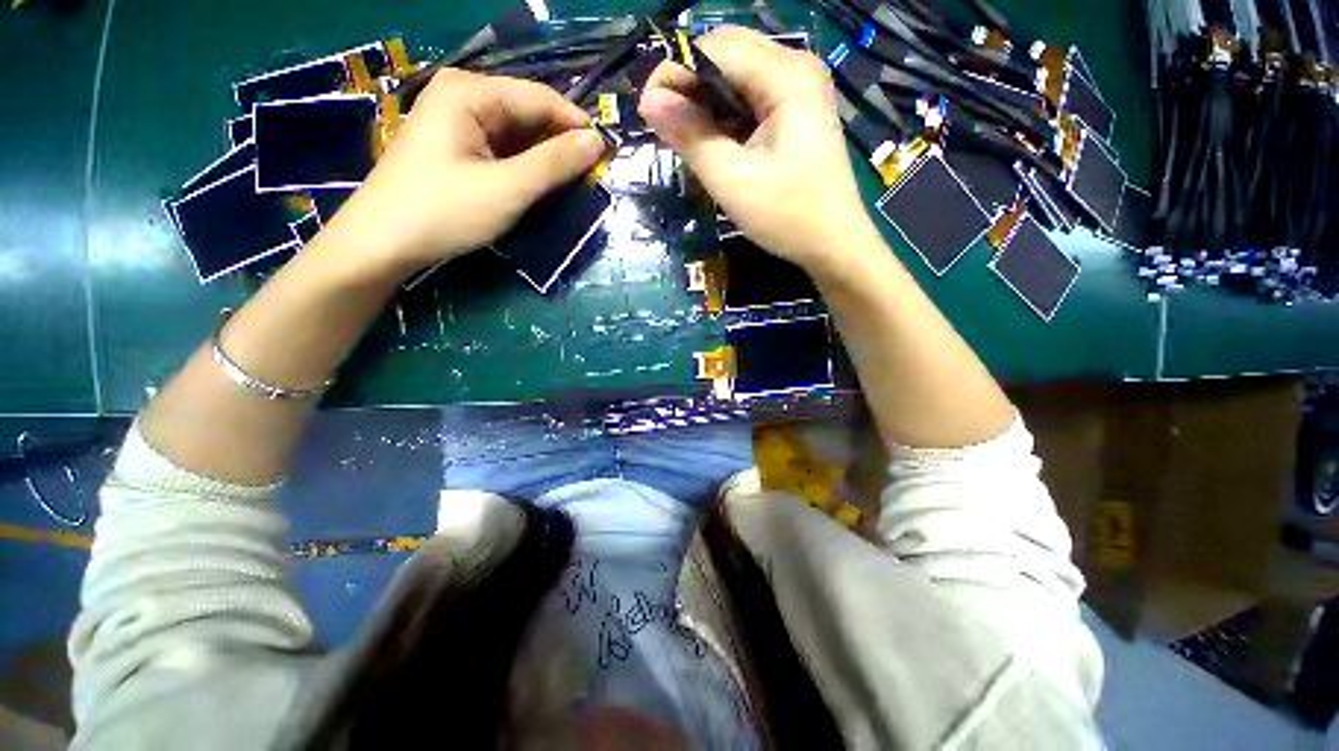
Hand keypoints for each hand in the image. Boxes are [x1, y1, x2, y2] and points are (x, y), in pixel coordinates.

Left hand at [326, 68, 607, 278]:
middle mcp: (464, 95)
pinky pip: (503, 149)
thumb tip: (598, 140)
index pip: (541, 98)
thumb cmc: (444, 211)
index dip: (577, 125)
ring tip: (572, 184)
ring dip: (545, 158)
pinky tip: (539, 185)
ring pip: (518, 134)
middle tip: (591, 176)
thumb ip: (555, 163)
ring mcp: (457, 121)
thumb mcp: (508, 188)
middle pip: (529, 114)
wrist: (383, 241)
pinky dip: (525, 167)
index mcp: (471, 91)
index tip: (607, 155)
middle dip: (560, 144)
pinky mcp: (457, 146)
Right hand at [639, 26, 877, 273]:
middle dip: (689, 82)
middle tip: (666, 125)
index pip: (714, 49)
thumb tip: (648, 101)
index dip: (673, 72)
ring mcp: (800, 87)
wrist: (833, 243)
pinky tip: (715, 139)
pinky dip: (726, 112)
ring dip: (706, 98)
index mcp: (785, 75)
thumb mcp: (732, 181)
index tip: (647, 111)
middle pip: (726, 52)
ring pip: (737, 73)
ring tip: (686, 136)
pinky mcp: (798, 109)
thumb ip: (690, 137)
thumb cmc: (786, 216)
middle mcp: (796, 66)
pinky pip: (751, 95)